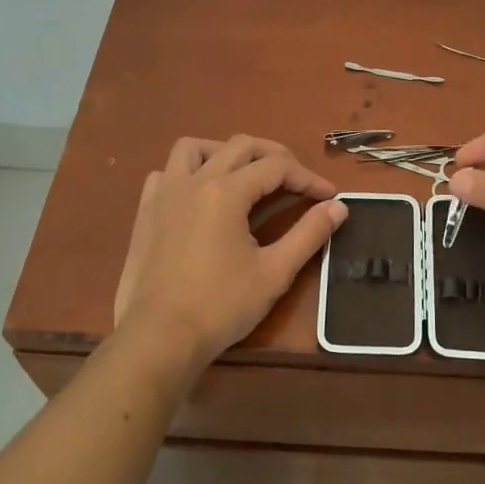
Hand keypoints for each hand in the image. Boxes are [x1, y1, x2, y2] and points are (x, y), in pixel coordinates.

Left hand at [114, 135, 347, 373]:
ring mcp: (164, 194)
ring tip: (245, 175)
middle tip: (297, 181)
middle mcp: (194, 181)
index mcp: (226, 192)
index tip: (329, 196)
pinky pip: (166, 173)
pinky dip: (187, 173)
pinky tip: (200, 196)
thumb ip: (309, 234)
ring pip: (194, 148)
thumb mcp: (274, 272)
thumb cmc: (221, 305)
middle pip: (241, 146)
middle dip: (275, 156)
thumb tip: (339, 207)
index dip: (308, 178)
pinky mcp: (145, 212)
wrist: (159, 337)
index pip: (277, 167)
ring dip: (225, 152)